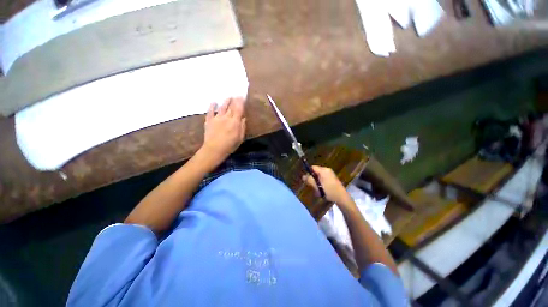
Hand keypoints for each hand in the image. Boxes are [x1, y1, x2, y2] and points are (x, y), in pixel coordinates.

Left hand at [200, 97, 245, 165]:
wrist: (214, 149)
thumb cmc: (230, 145)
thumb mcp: (240, 138)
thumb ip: (242, 127)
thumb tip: (243, 118)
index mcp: (235, 122)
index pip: (239, 109)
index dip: (241, 102)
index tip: (242, 96)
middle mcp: (226, 117)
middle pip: (231, 107)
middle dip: (234, 100)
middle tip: (237, 95)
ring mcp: (217, 118)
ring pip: (222, 107)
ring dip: (226, 101)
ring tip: (228, 97)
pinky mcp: (209, 121)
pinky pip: (210, 112)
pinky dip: (212, 106)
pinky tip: (213, 102)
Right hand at [303, 166, 351, 205]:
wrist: (342, 198)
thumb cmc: (329, 191)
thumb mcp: (317, 186)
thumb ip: (310, 180)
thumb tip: (303, 176)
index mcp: (323, 170)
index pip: (312, 168)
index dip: (309, 173)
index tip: (308, 180)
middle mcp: (327, 170)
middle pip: (316, 171)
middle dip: (313, 178)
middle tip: (313, 186)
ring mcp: (331, 174)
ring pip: (319, 175)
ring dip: (317, 181)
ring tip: (319, 189)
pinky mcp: (333, 178)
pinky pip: (324, 178)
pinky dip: (321, 182)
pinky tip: (323, 189)